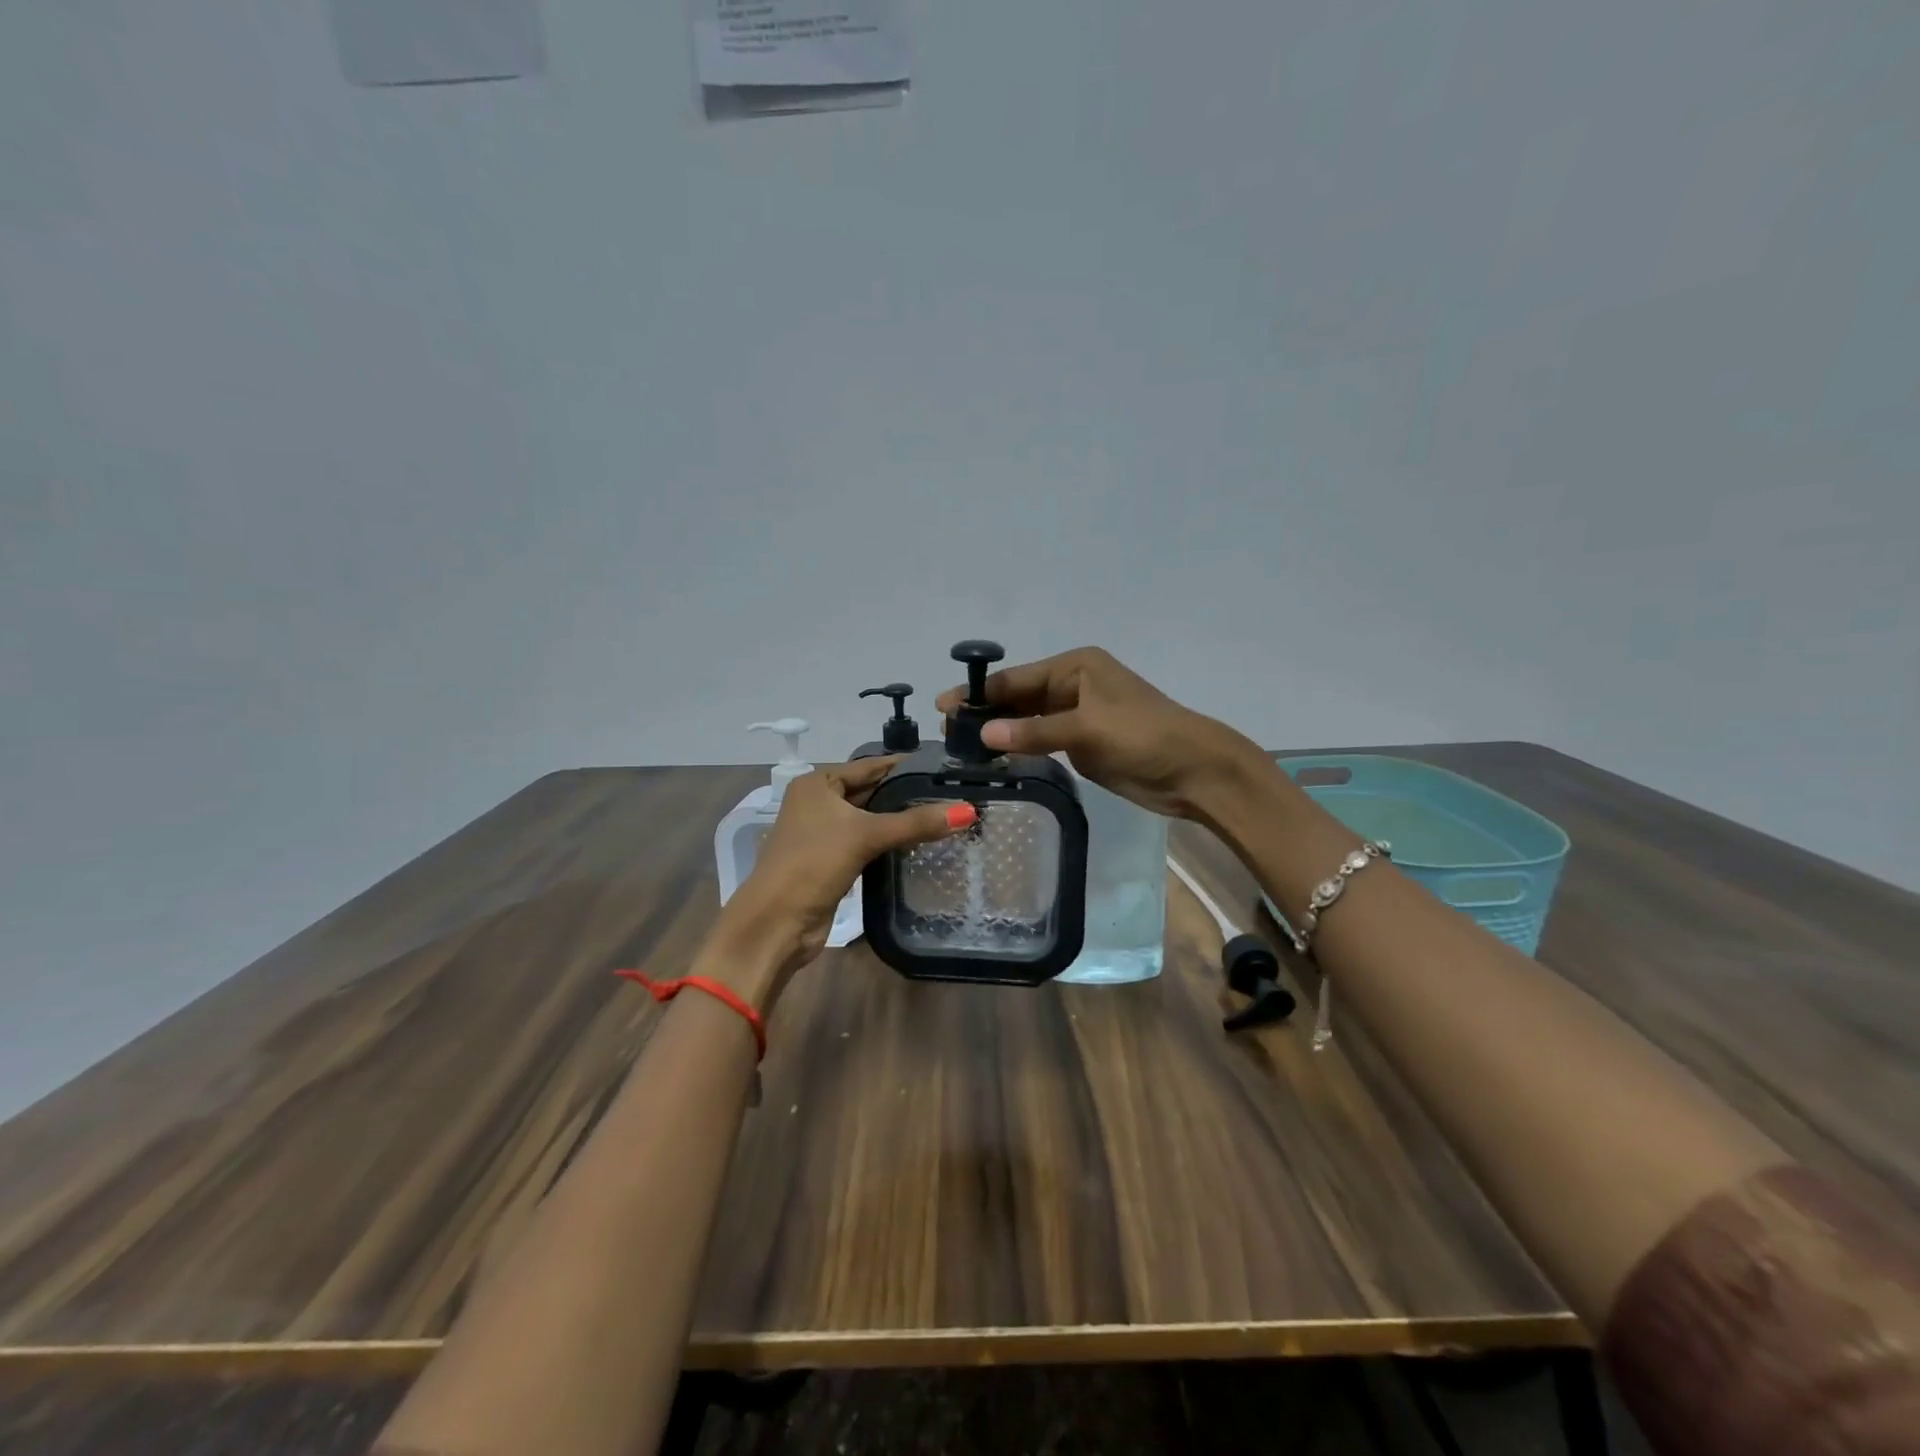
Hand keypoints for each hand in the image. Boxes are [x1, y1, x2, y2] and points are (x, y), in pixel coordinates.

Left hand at [710, 756, 974, 1007]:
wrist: (776, 922)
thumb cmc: (813, 864)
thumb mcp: (865, 836)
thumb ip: (915, 822)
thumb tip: (968, 811)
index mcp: (817, 784)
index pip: (870, 766)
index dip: (905, 766)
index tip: (944, 766)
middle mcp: (818, 803)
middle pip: (870, 792)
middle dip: (905, 795)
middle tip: (951, 793)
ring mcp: (823, 833)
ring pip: (869, 819)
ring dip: (899, 820)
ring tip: (944, 815)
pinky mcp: (832, 861)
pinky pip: (867, 843)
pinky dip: (889, 842)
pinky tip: (919, 843)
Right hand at [934, 646, 1261, 820]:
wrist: (1194, 771)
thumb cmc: (1144, 736)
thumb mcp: (1088, 729)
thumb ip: (1035, 732)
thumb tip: (983, 733)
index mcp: (1075, 667)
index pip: (1016, 678)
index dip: (979, 692)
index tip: (942, 706)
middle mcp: (1073, 685)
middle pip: (1018, 698)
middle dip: (985, 713)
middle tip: (946, 734)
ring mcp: (1077, 716)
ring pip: (1027, 721)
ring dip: (1000, 732)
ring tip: (961, 748)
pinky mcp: (1083, 743)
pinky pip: (1041, 741)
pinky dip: (1019, 747)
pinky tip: (994, 758)